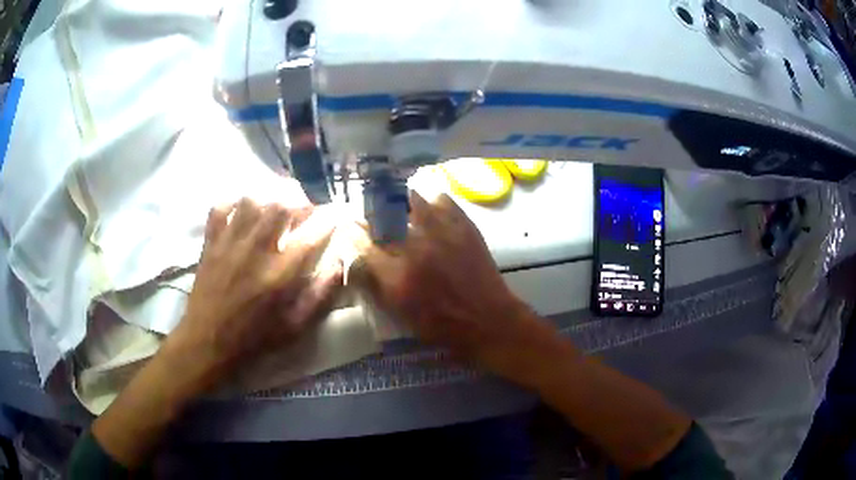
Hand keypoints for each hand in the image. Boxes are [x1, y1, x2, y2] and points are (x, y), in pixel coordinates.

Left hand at [166, 198, 341, 390]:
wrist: (208, 341)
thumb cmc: (255, 337)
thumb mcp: (295, 327)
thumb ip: (320, 295)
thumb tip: (339, 263)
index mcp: (280, 274)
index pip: (312, 234)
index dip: (329, 219)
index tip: (336, 215)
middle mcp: (256, 250)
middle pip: (281, 205)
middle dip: (298, 202)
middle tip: (303, 212)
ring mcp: (230, 243)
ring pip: (252, 200)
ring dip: (268, 200)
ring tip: (274, 209)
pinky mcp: (211, 242)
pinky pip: (221, 208)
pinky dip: (233, 203)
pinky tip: (241, 212)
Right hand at [353, 192, 556, 383]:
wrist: (487, 320)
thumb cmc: (441, 325)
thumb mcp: (399, 314)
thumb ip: (375, 284)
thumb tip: (358, 258)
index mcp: (396, 277)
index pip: (361, 243)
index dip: (352, 233)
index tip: (350, 229)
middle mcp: (415, 250)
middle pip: (381, 218)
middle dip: (372, 216)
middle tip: (374, 220)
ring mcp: (441, 234)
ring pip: (409, 200)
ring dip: (400, 204)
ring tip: (400, 210)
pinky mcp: (463, 226)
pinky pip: (441, 199)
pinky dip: (431, 203)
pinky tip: (430, 213)